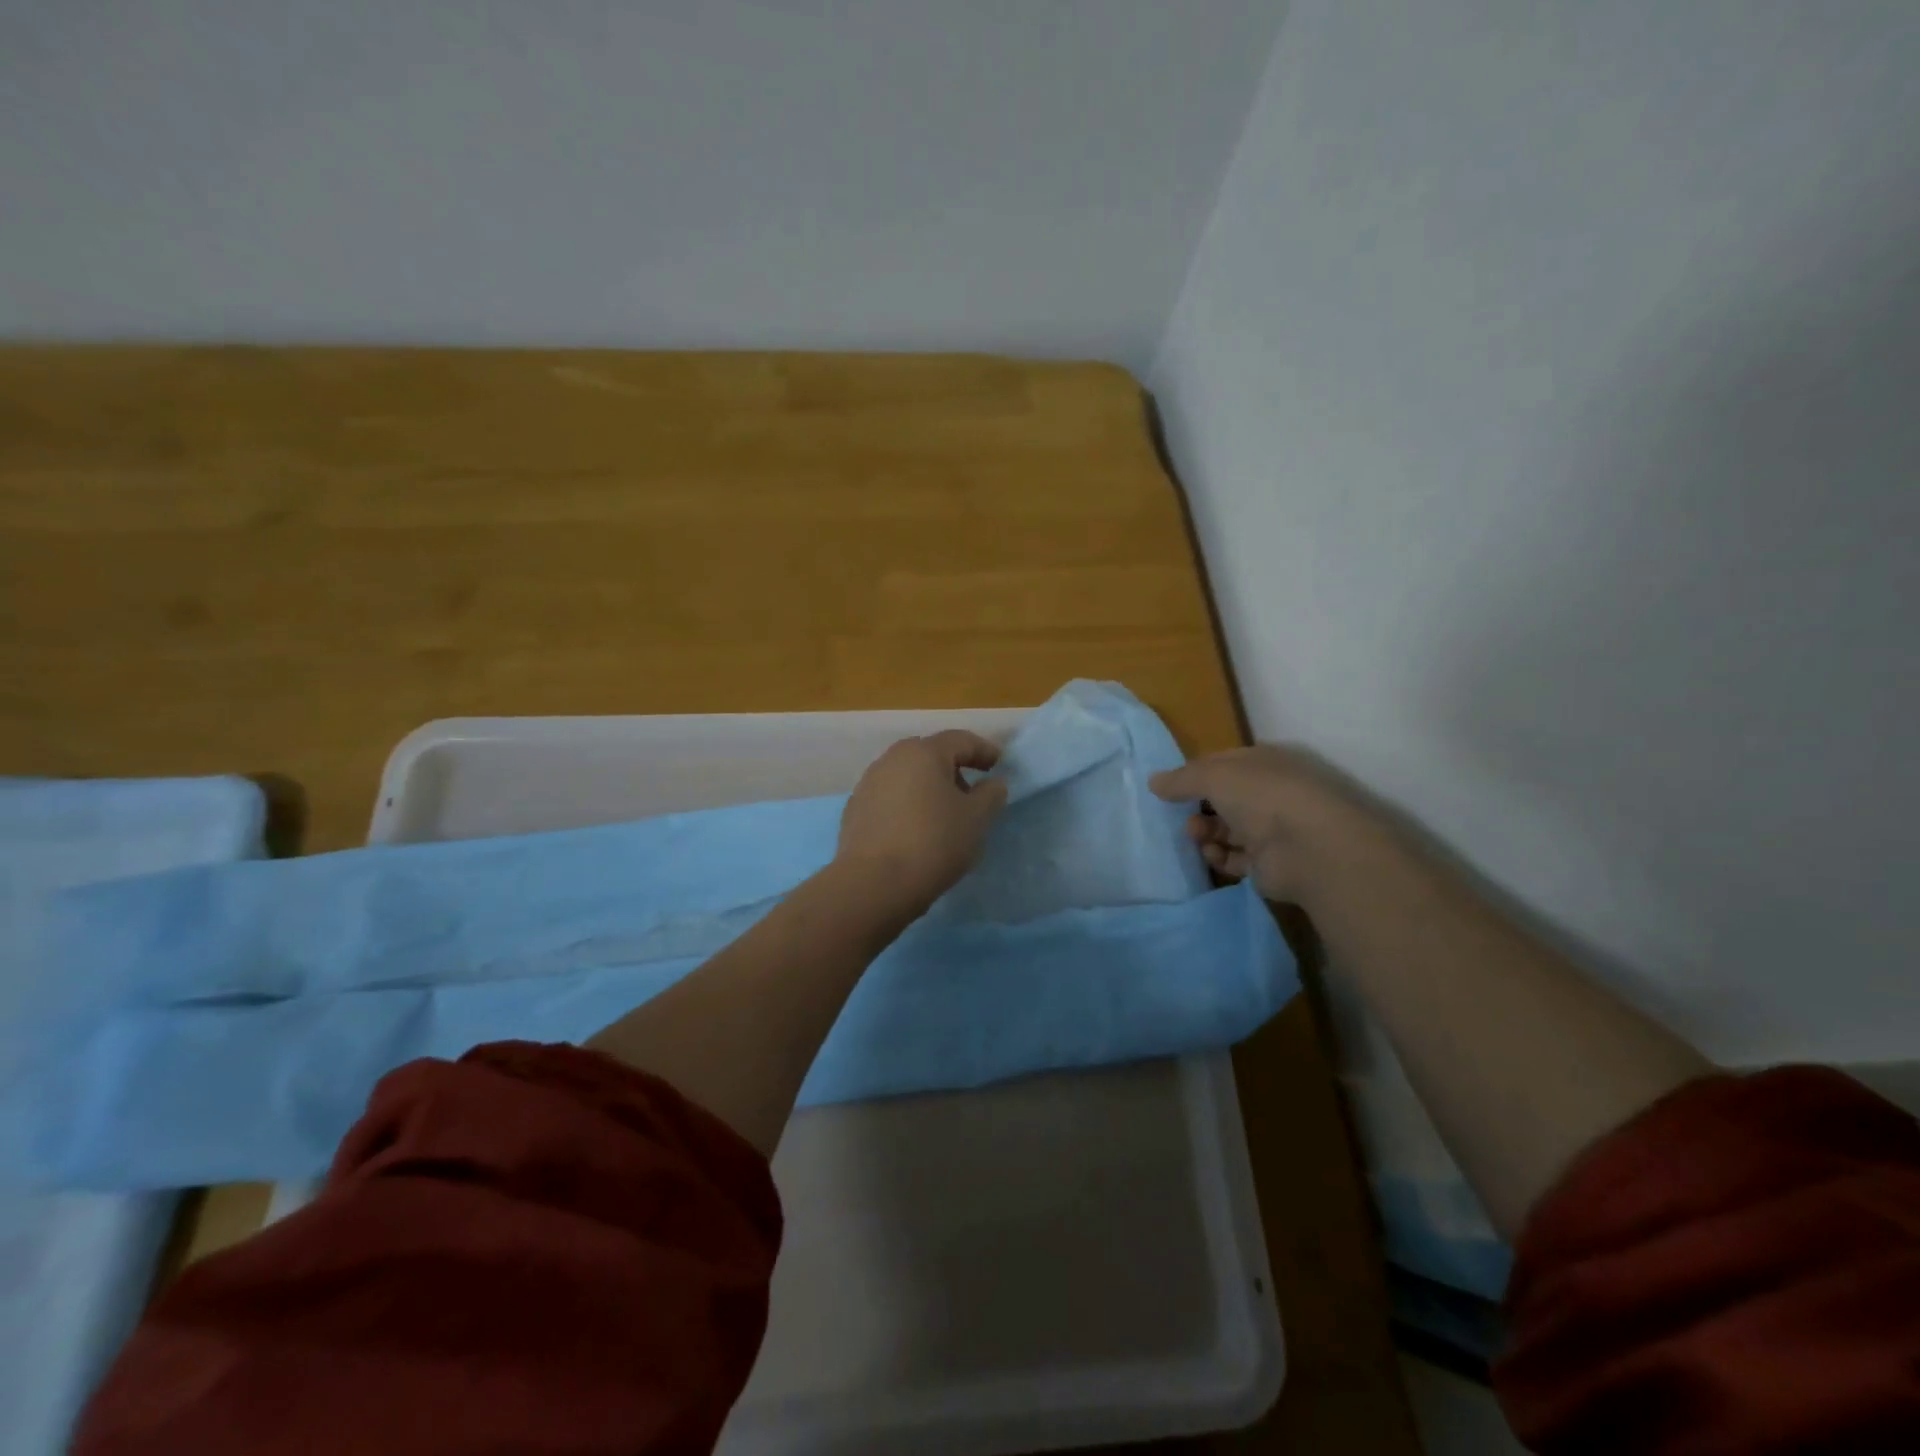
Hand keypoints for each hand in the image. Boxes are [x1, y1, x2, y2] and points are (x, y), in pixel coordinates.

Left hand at [836, 730, 1009, 914]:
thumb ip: (990, 794)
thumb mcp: (977, 819)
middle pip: (930, 755)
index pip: (960, 740)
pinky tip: (914, 830)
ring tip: (943, 815)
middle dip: (953, 769)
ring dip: (928, 788)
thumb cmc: (934, 842)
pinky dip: (907, 805)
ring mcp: (868, 784)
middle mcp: (892, 759)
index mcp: (924, 752)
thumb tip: (992, 783)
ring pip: (907, 776)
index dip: (984, 750)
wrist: (874, 884)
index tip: (998, 765)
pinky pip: (889, 798)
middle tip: (971, 793)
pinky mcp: (854, 810)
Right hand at [1149, 745, 1371, 902]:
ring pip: (1227, 830)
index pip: (1222, 764)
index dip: (1195, 774)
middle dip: (1198, 808)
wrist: (1307, 847)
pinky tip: (1213, 855)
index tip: (1171, 787)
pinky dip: (1219, 858)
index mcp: (1261, 764)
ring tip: (1197, 836)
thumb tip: (1154, 782)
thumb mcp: (1212, 776)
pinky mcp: (1269, 864)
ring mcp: (1272, 830)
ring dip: (1206, 832)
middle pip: (1224, 800)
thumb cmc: (1261, 796)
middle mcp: (1268, 794)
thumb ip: (1180, 779)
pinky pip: (1235, 859)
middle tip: (1184, 817)